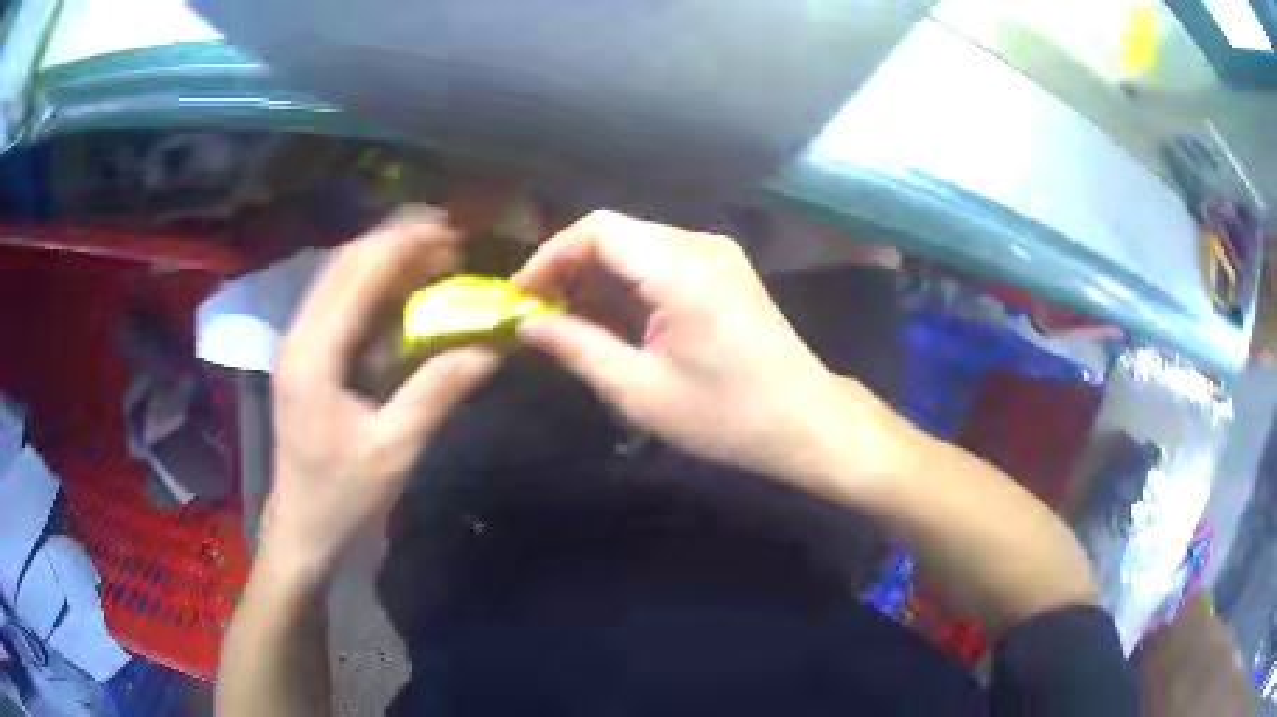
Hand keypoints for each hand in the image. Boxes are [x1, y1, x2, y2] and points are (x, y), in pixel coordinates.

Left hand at [267, 218, 497, 575]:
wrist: (303, 530)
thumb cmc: (343, 497)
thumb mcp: (395, 449)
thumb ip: (437, 392)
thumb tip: (488, 349)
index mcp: (314, 355)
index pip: (357, 275)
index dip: (402, 245)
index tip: (448, 230)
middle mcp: (300, 338)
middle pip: (344, 266)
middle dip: (395, 244)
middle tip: (448, 240)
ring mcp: (299, 348)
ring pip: (339, 282)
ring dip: (384, 263)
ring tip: (433, 258)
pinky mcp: (306, 361)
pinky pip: (340, 308)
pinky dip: (374, 291)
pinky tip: (403, 294)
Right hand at [514, 210, 838, 478]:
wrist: (804, 421)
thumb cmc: (724, 415)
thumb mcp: (639, 390)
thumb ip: (577, 347)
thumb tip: (526, 324)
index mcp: (680, 269)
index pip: (598, 231)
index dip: (551, 255)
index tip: (522, 295)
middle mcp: (700, 246)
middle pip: (617, 235)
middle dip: (571, 269)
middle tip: (540, 313)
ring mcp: (718, 255)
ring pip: (638, 247)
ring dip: (598, 279)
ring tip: (569, 322)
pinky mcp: (725, 270)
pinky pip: (663, 262)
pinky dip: (629, 285)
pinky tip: (612, 320)